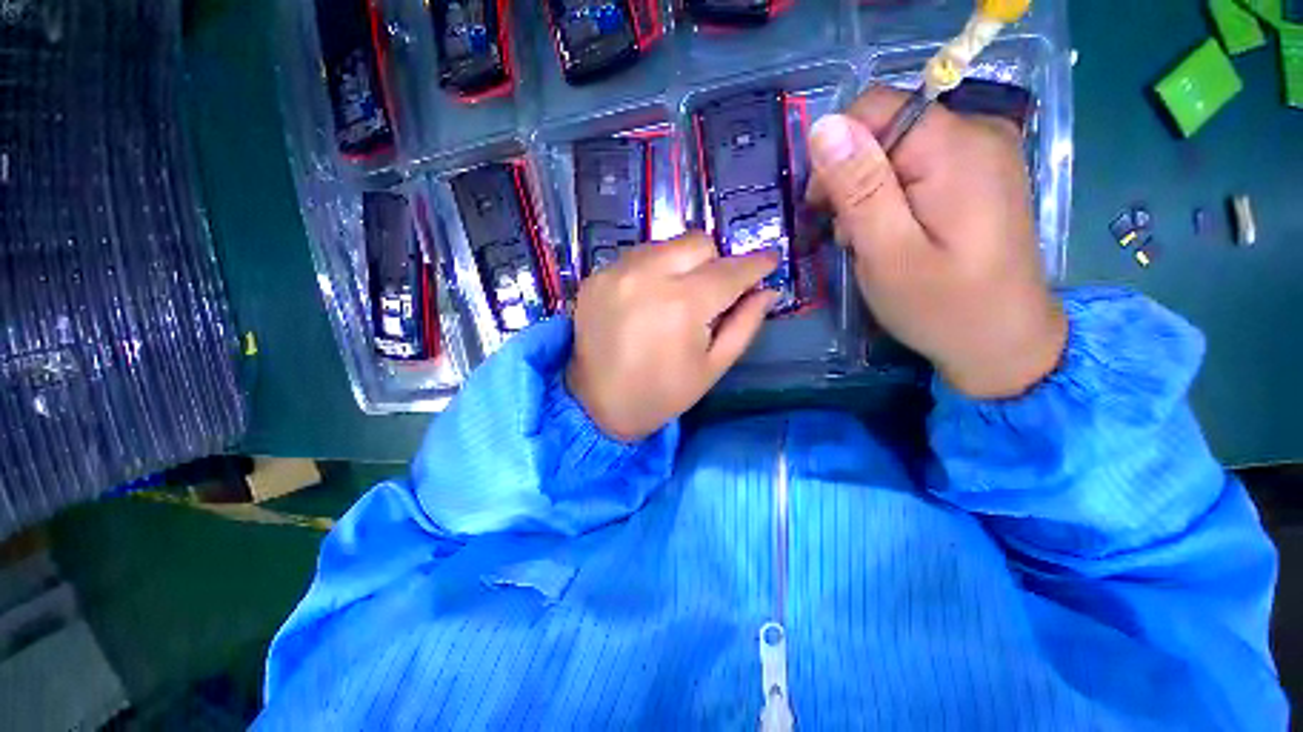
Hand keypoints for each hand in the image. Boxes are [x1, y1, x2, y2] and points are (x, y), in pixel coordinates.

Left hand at [567, 233, 779, 441]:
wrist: (597, 405)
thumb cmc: (662, 393)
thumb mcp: (713, 367)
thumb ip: (745, 324)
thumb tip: (768, 291)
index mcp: (683, 304)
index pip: (731, 270)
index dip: (756, 264)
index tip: (770, 262)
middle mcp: (648, 275)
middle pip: (698, 242)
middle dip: (715, 263)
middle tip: (711, 293)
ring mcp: (616, 271)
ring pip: (666, 245)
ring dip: (681, 264)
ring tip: (675, 298)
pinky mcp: (595, 276)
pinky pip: (636, 257)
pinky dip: (651, 271)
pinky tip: (647, 300)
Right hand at [806, 88, 1065, 398]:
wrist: (1002, 341)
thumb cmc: (941, 306)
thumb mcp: (887, 253)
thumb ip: (859, 188)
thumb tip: (824, 127)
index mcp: (956, 147)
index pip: (874, 108)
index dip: (837, 153)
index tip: (825, 207)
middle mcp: (978, 132)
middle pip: (885, 128)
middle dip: (852, 180)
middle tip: (849, 235)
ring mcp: (983, 151)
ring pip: (895, 149)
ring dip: (868, 194)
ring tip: (870, 241)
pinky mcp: (979, 172)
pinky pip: (916, 165)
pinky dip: (891, 197)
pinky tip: (892, 233)